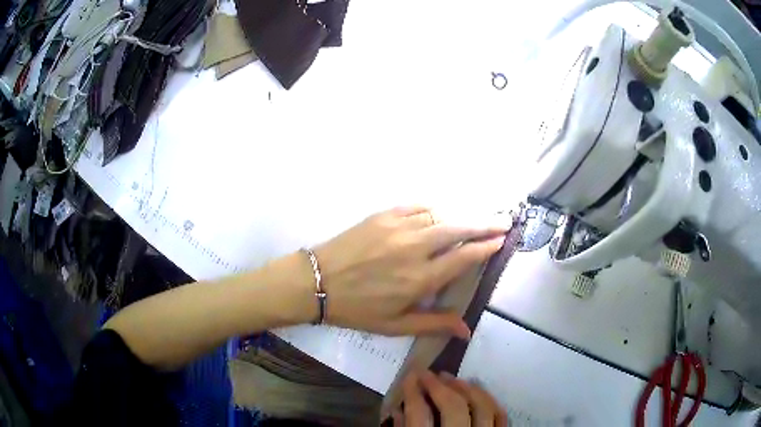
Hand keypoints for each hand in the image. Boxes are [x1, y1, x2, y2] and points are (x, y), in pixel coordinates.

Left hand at [314, 206, 506, 337]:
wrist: (316, 282)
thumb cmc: (356, 309)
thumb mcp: (395, 325)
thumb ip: (433, 324)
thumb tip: (466, 330)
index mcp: (420, 278)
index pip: (464, 257)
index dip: (486, 247)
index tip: (501, 240)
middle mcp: (415, 248)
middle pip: (459, 228)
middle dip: (485, 223)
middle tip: (503, 220)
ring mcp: (398, 227)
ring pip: (440, 215)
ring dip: (460, 217)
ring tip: (473, 220)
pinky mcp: (382, 215)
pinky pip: (417, 206)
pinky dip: (433, 209)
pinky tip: (439, 214)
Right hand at [392, 370, 507, 426]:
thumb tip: (398, 408)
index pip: (419, 415)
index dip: (413, 392)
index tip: (410, 376)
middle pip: (454, 407)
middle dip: (440, 386)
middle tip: (429, 374)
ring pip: (482, 408)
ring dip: (466, 389)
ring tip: (452, 379)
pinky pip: (501, 415)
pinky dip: (490, 401)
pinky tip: (477, 391)